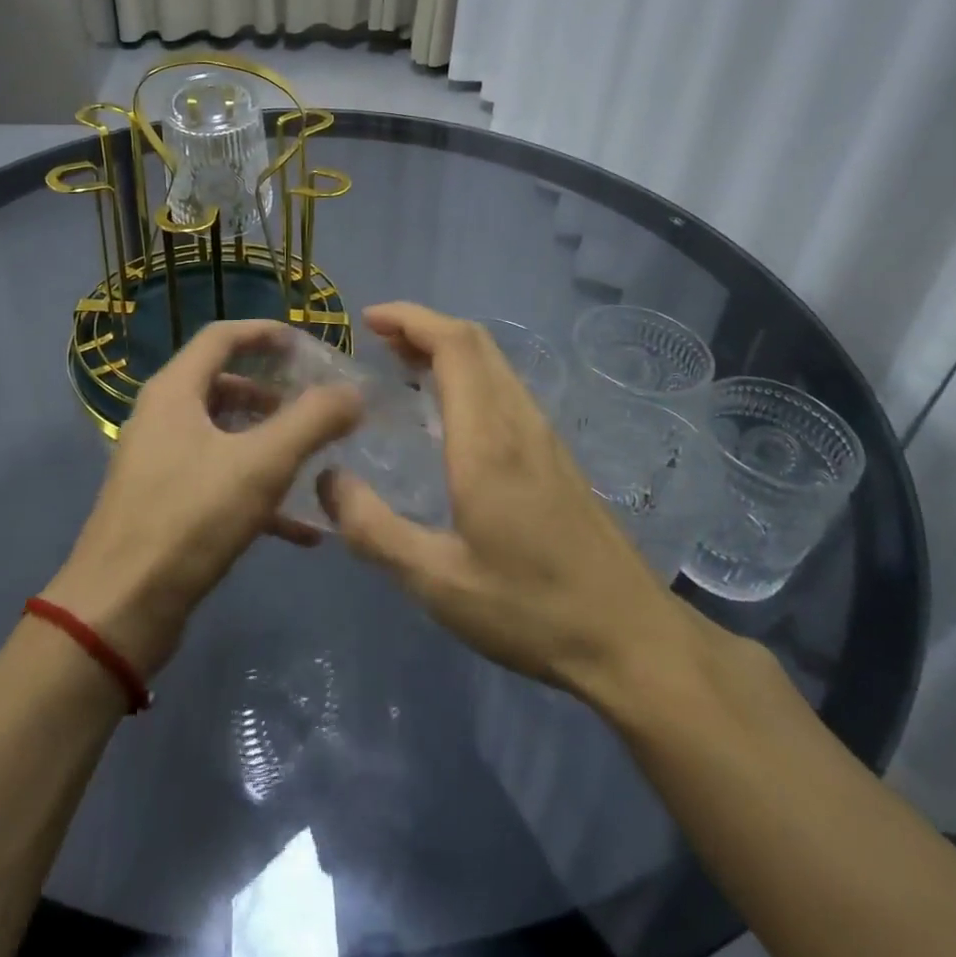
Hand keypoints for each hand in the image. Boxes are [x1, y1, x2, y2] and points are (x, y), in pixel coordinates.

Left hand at [44, 320, 361, 677]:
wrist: (120, 610)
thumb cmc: (190, 518)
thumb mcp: (262, 463)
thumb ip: (313, 421)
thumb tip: (353, 392)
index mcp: (175, 392)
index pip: (221, 337)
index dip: (264, 333)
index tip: (305, 344)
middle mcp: (161, 418)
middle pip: (222, 385)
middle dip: (271, 392)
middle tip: (312, 405)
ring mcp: (159, 464)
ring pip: (222, 435)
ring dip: (267, 441)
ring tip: (311, 459)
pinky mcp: (165, 506)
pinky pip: (218, 481)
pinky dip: (256, 490)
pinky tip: (300, 527)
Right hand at [320, 302, 728, 705]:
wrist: (629, 637)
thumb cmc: (531, 609)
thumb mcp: (437, 582)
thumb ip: (374, 530)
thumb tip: (326, 480)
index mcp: (488, 439)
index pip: (454, 346)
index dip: (411, 319)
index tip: (368, 319)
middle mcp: (518, 421)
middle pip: (475, 342)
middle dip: (423, 326)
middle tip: (376, 340)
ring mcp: (543, 435)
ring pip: (494, 362)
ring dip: (446, 348)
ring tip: (401, 366)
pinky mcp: (555, 454)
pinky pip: (504, 387)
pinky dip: (467, 374)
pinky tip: (447, 413)